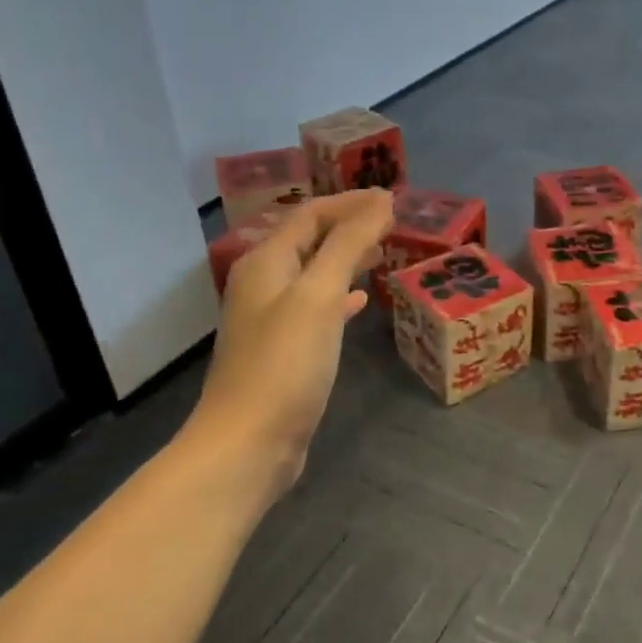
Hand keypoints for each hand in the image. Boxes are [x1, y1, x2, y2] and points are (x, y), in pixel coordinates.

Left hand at [191, 190, 393, 498]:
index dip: (350, 202)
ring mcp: (270, 319)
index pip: (310, 215)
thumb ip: (349, 244)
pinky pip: (315, 307)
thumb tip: (380, 201)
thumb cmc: (285, 363)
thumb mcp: (319, 295)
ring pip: (313, 273)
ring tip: (382, 253)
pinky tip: (359, 302)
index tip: (392, 198)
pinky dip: (339, 296)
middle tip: (392, 223)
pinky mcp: (282, 351)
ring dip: (345, 258)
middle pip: (309, 240)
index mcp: (266, 262)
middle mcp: (263, 284)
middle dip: (349, 226)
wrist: (249, 443)